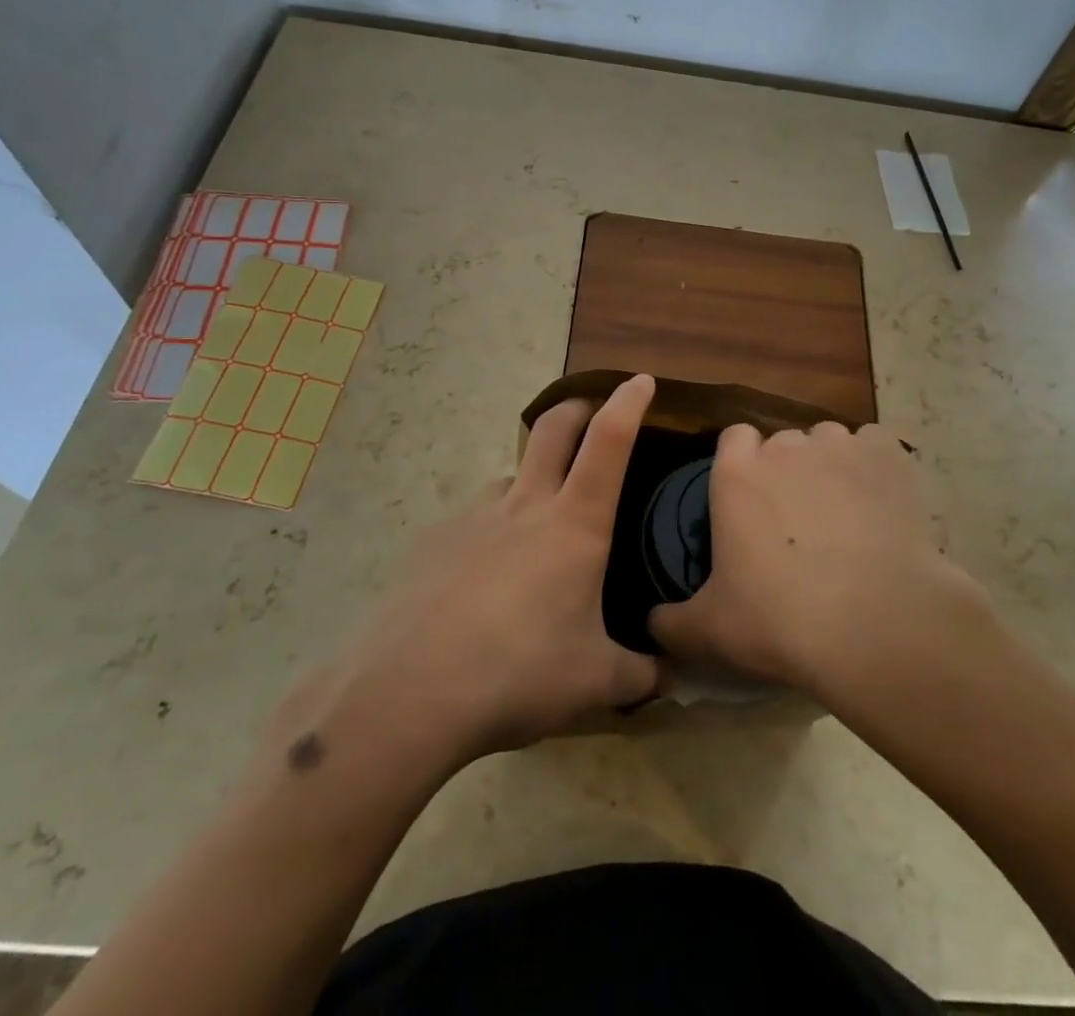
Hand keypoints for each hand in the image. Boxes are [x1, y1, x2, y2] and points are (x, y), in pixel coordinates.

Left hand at [272, 376, 659, 773]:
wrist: (409, 694)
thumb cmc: (519, 674)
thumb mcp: (594, 684)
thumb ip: (638, 675)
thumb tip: (666, 677)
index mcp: (575, 524)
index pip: (609, 442)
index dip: (628, 403)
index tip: (641, 380)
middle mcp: (525, 505)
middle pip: (553, 428)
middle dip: (577, 408)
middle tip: (590, 415)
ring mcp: (474, 518)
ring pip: (511, 476)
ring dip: (531, 482)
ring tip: (536, 531)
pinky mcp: (433, 540)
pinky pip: (474, 520)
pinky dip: (491, 532)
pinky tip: (483, 583)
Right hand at [648, 420, 971, 699]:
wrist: (874, 624)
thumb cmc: (781, 621)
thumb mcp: (710, 631)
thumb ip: (671, 622)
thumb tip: (651, 623)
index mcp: (737, 473)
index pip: (733, 439)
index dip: (742, 465)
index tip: (751, 501)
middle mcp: (785, 446)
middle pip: (783, 442)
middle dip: (788, 471)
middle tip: (798, 521)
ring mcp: (839, 446)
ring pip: (829, 441)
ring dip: (830, 466)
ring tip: (844, 515)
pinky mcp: (887, 455)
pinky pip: (875, 445)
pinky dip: (875, 466)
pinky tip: (880, 503)